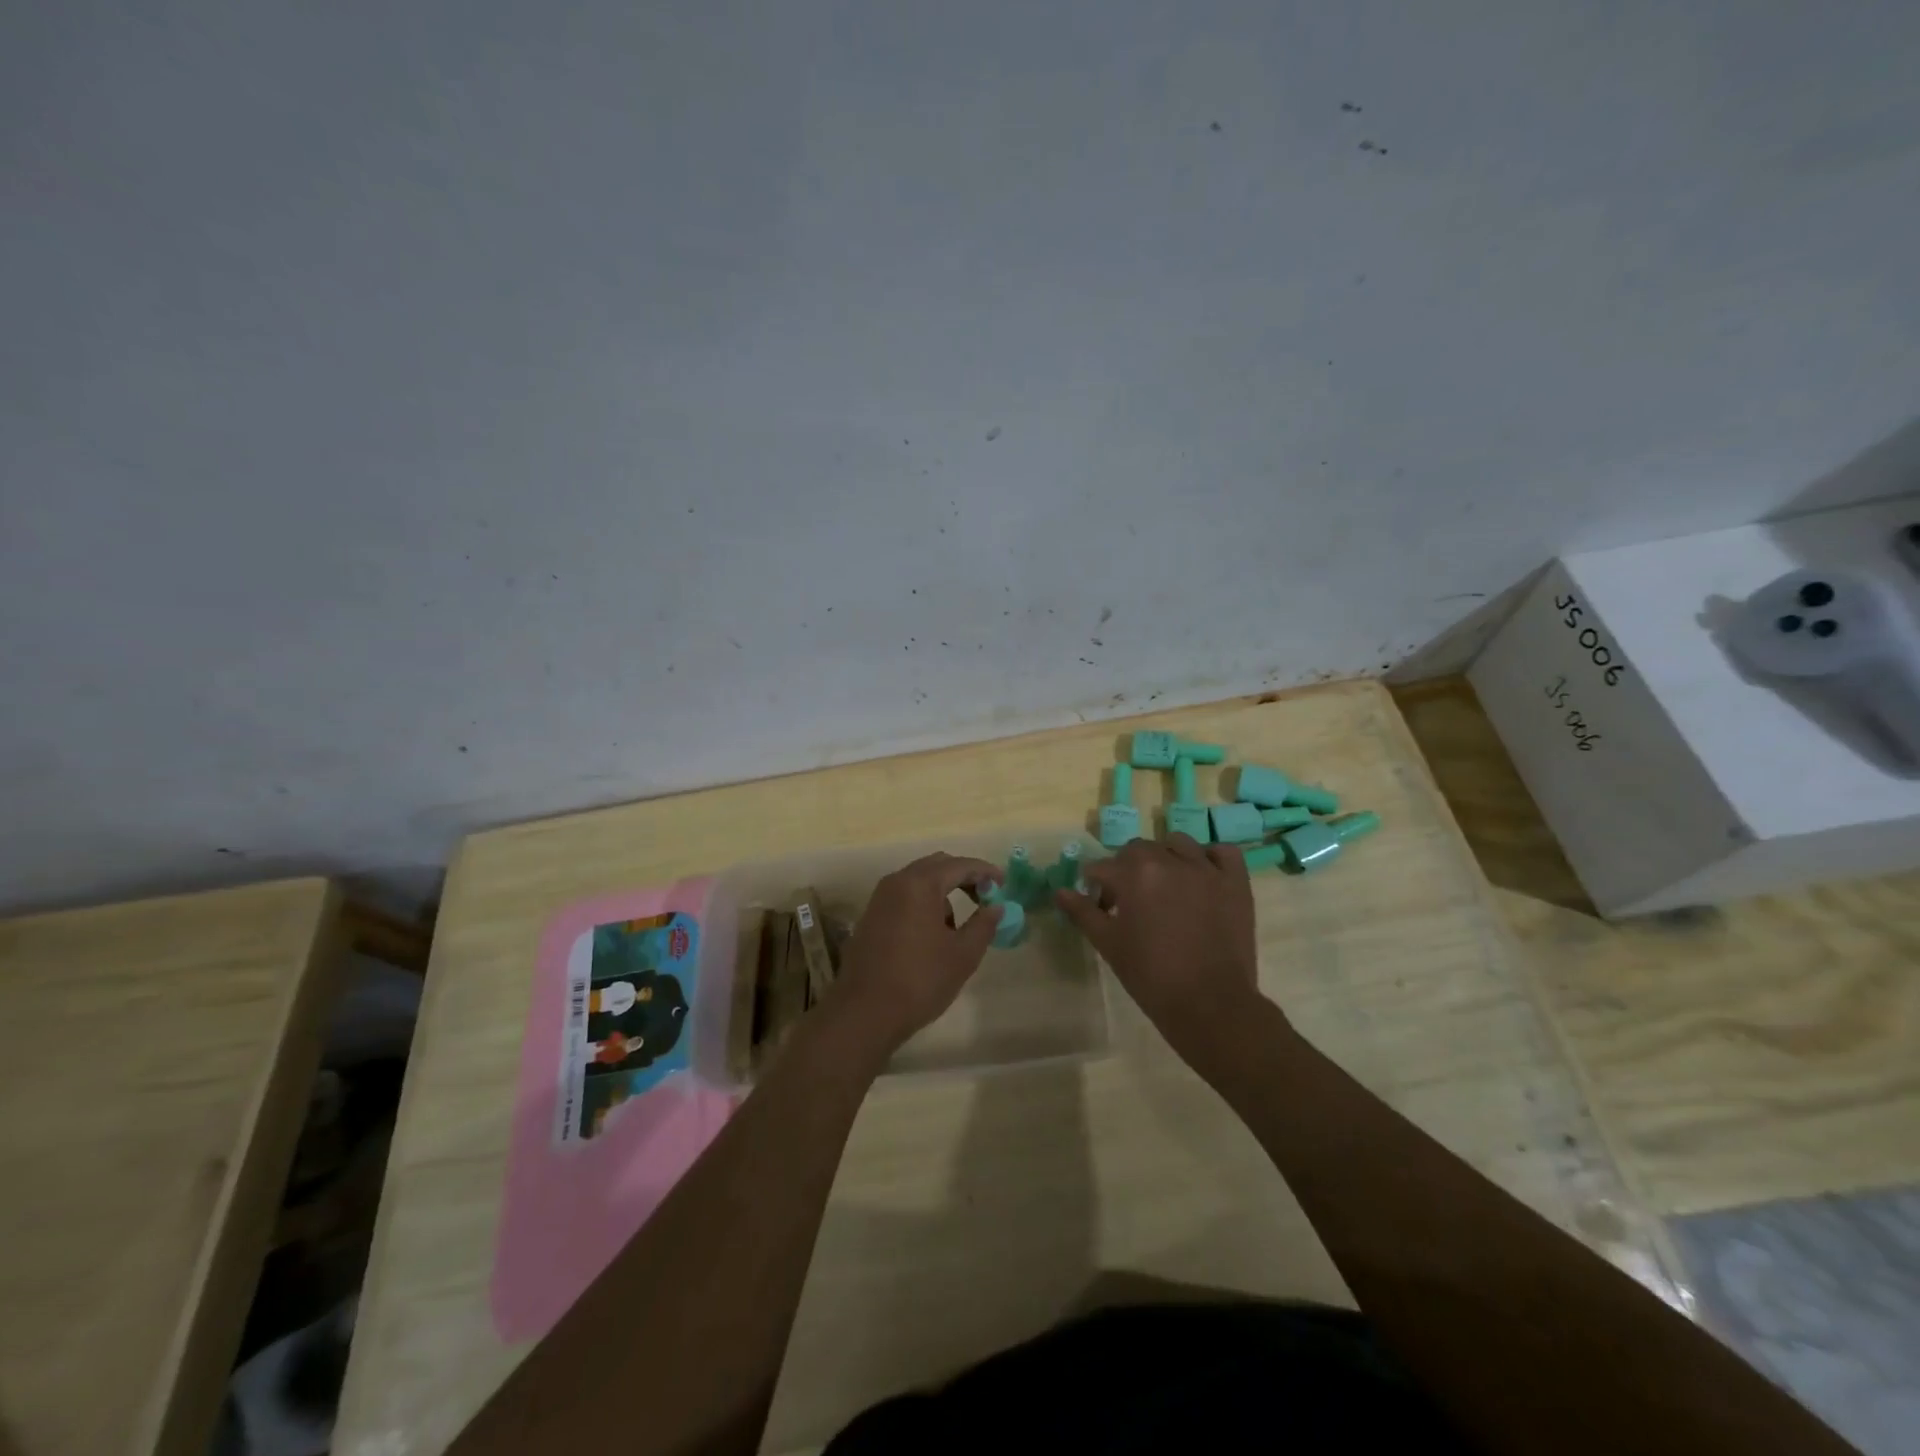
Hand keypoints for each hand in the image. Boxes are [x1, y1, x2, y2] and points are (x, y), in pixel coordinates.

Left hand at [827, 852, 1003, 1060]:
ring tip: (957, 925)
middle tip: (985, 898)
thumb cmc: (920, 980)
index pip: (960, 865)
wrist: (864, 1012)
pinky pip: (903, 897)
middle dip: (963, 877)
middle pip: (937, 865)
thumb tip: (996, 907)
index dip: (985, 871)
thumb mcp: (962, 955)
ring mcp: (879, 899)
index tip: (1004, 883)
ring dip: (942, 892)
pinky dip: (923, 903)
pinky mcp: (870, 916)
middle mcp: (896, 882)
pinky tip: (932, 935)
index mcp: (920, 884)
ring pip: (918, 881)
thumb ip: (983, 925)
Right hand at [1056, 835, 1265, 1056]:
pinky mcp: (1235, 882)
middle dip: (1127, 869)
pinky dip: (1210, 858)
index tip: (1100, 906)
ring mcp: (1206, 869)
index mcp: (1135, 873)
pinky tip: (1202, 876)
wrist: (1210, 1004)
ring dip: (1165, 857)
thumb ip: (1082, 912)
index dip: (1096, 886)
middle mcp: (1169, 860)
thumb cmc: (1151, 976)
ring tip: (1165, 885)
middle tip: (1130, 901)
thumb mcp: (1108, 944)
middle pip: (1138, 850)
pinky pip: (1223, 853)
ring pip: (1178, 844)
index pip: (1103, 867)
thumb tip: (1059, 891)